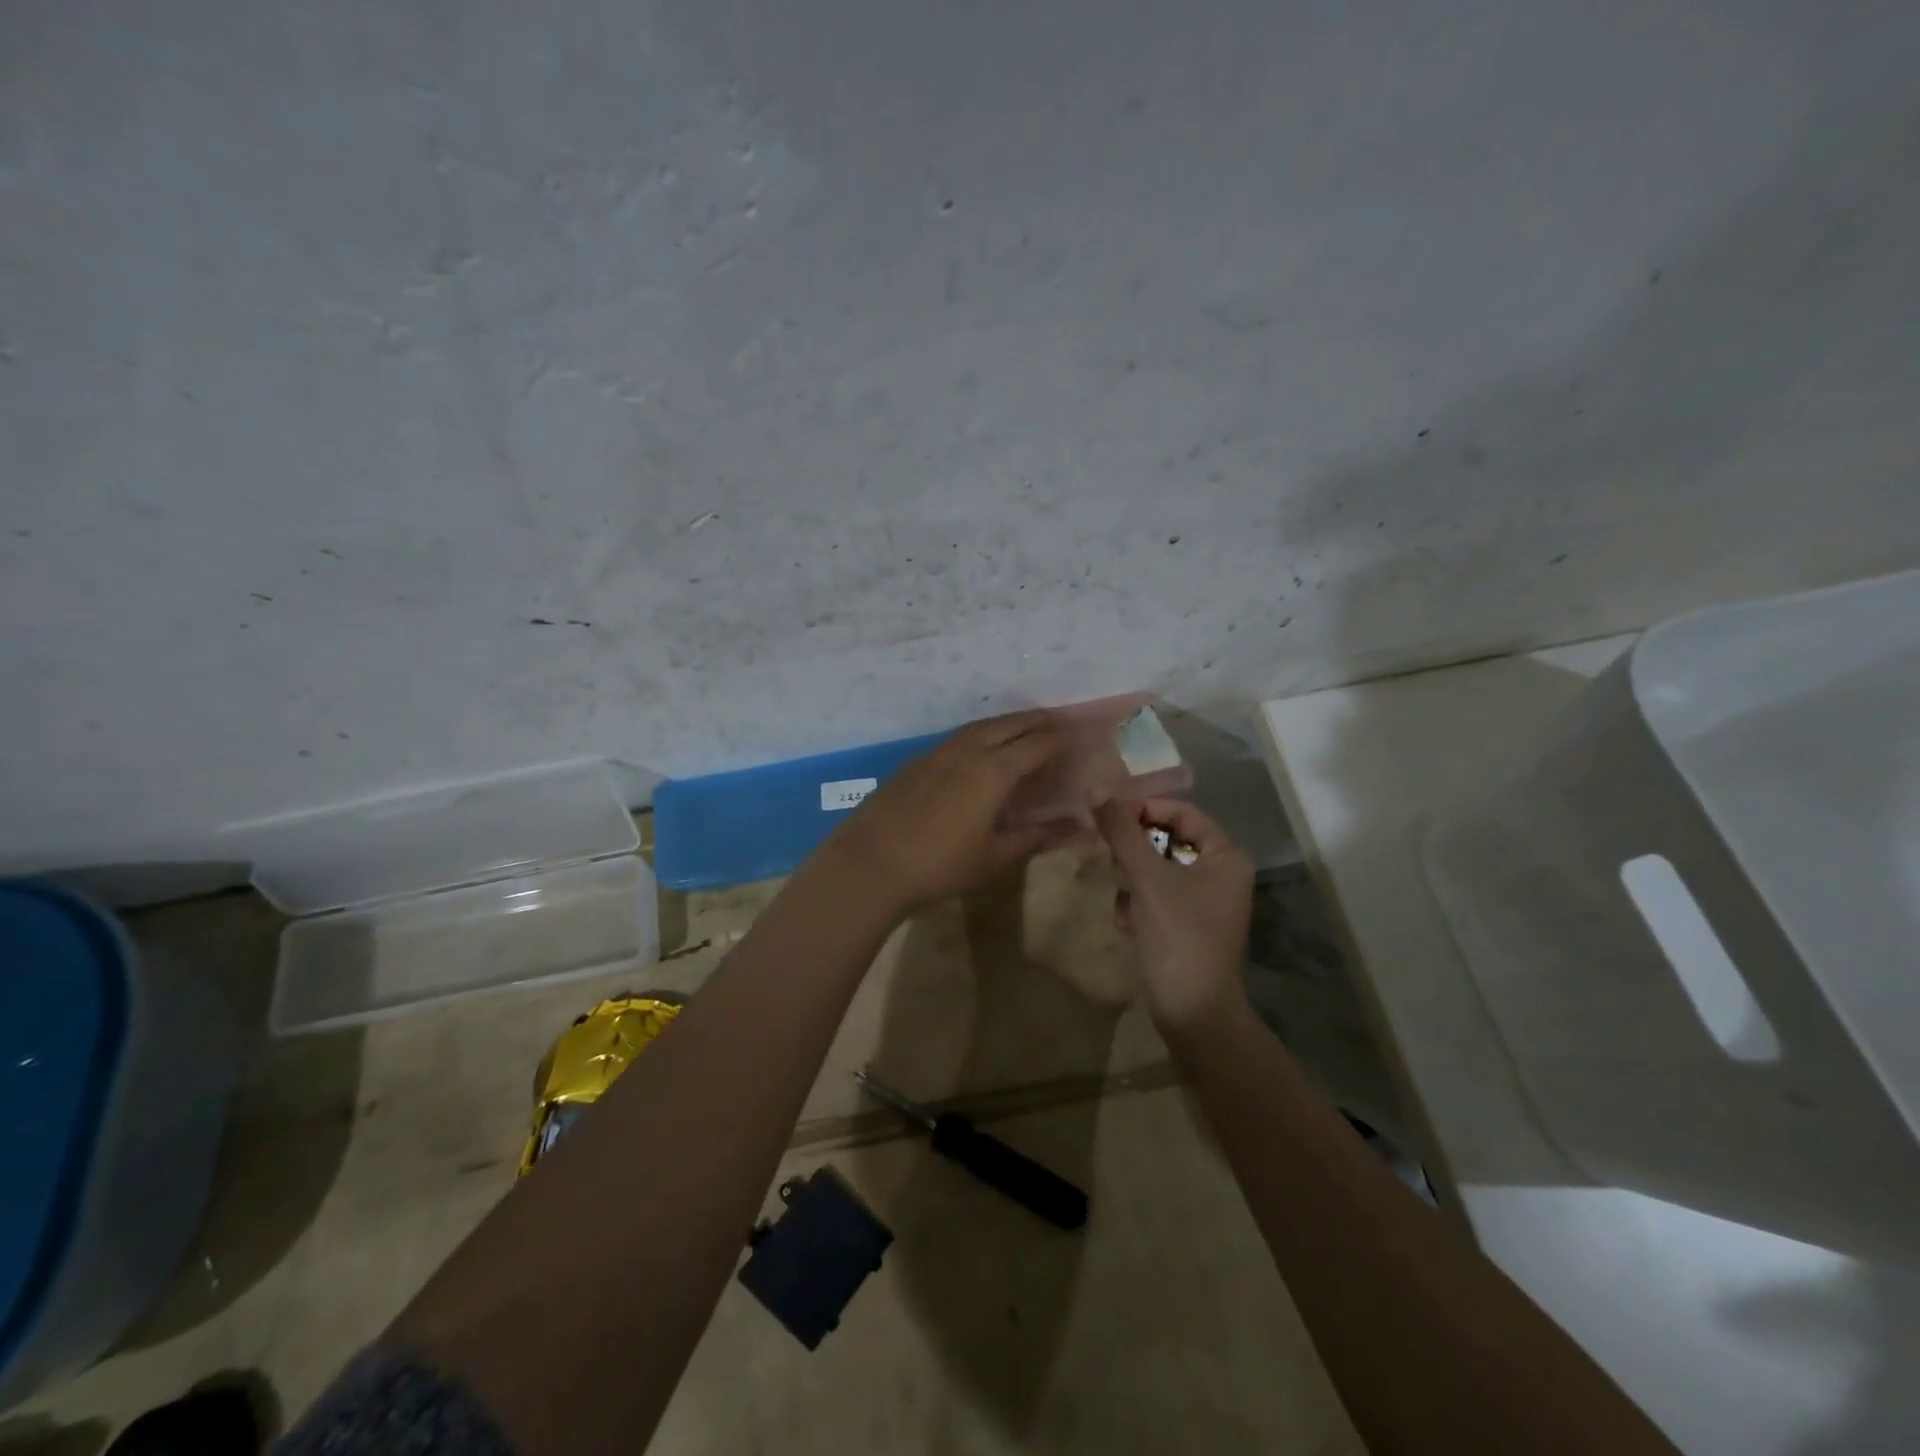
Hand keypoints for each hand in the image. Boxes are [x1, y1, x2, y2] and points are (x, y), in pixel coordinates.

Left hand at [824, 710, 1079, 916]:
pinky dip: (981, 736)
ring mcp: (937, 752)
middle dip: (1037, 721)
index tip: (1080, 738)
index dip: (1062, 739)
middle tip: (1058, 723)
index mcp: (993, 770)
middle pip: (1010, 724)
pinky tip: (981, 751)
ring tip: (1023, 731)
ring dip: (1007, 724)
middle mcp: (968, 750)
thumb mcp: (994, 858)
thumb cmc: (939, 866)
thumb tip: (1072, 828)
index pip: (1038, 744)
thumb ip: (1034, 838)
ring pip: (980, 727)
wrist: (870, 864)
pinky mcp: (916, 761)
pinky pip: (958, 738)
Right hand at [1092, 796, 1255, 1033]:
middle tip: (1110, 860)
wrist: (1193, 1013)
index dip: (1142, 808)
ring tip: (1125, 902)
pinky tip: (1129, 926)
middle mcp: (1220, 872)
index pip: (1180, 811)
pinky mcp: (1186, 923)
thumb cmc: (1178, 937)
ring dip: (1132, 881)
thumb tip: (1095, 787)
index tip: (1105, 817)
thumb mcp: (1147, 879)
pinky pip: (1155, 895)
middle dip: (1134, 852)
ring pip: (1155, 868)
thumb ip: (1121, 832)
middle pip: (1165, 838)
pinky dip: (1137, 904)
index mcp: (1225, 855)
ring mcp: (1203, 900)